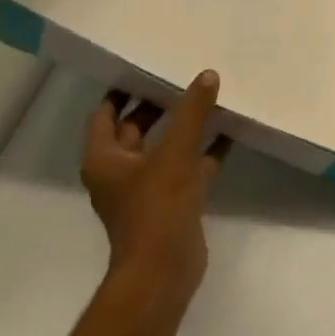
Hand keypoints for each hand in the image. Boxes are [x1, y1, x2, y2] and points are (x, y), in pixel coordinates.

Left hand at [81, 70, 225, 313]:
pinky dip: (205, 149)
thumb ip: (193, 111)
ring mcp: (147, 188)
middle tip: (183, 74)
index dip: (123, 89)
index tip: (145, 64)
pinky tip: (230, 131)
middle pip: (136, 127)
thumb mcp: (176, 151)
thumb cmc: (157, 207)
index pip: (106, 113)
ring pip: (164, 146)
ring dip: (184, 125)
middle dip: (158, 103)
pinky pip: (188, 165)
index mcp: (105, 158)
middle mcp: (120, 171)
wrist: (164, 271)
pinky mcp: (172, 202)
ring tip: (210, 96)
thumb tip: (207, 74)